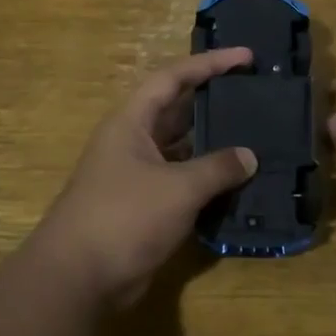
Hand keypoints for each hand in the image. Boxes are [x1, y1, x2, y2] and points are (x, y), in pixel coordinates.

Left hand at [31, 49, 258, 309]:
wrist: (79, 278)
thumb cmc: (125, 217)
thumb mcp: (178, 188)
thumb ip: (217, 168)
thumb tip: (249, 156)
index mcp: (131, 122)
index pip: (172, 78)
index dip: (209, 64)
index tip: (246, 57)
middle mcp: (133, 142)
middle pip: (177, 111)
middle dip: (214, 101)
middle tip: (255, 94)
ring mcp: (138, 176)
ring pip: (182, 149)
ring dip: (214, 145)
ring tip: (256, 136)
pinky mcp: (145, 207)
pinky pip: (183, 182)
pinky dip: (208, 181)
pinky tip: (239, 182)